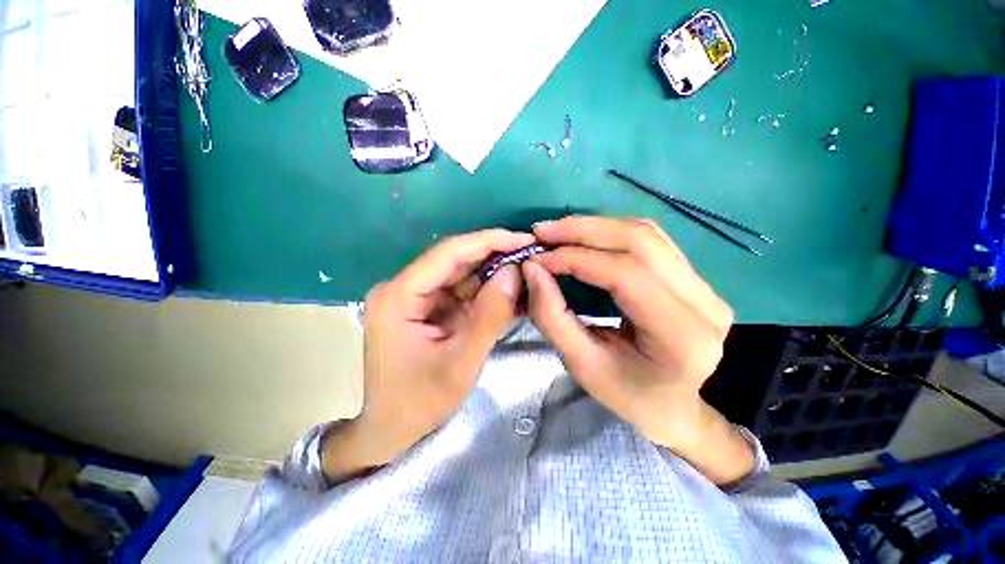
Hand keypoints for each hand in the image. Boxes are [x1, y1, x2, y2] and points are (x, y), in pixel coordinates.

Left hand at [323, 229, 534, 481]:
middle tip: (530, 255)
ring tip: (526, 272)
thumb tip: (514, 272)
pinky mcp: (427, 308)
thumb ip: (490, 316)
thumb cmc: (419, 402)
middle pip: (454, 260)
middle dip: (494, 256)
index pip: (448, 253)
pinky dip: (485, 291)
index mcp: (398, 296)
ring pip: (460, 274)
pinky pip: (460, 291)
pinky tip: (509, 291)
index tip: (523, 238)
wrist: (391, 430)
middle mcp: (403, 288)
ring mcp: (414, 297)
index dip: (488, 241)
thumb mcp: (461, 362)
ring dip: (493, 273)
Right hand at [523, 216, 753, 484]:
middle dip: (583, 230)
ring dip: (595, 226)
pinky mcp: (695, 278)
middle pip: (640, 241)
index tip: (537, 258)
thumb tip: (532, 269)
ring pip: (646, 233)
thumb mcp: (581, 365)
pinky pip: (650, 240)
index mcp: (681, 337)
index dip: (575, 258)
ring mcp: (705, 286)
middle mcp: (704, 303)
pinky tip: (584, 237)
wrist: (674, 406)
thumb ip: (552, 316)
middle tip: (542, 232)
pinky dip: (610, 232)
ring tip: (557, 232)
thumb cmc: (627, 395)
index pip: (625, 275)